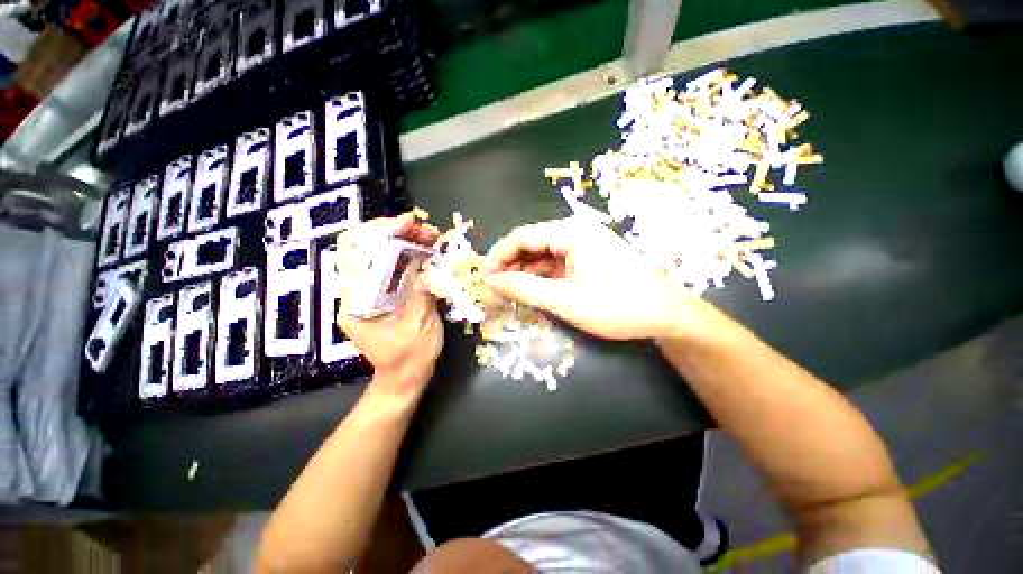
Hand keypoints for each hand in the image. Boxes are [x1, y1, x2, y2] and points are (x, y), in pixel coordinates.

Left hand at [336, 213, 443, 393]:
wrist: (404, 378)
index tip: (408, 223)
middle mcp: (358, 293)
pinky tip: (428, 251)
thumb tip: (428, 269)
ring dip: (406, 240)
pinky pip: (395, 265)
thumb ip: (422, 297)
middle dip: (397, 232)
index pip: (357, 254)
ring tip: (431, 237)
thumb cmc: (409, 360)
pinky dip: (411, 253)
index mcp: (357, 304)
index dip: (381, 232)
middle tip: (426, 231)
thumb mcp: (419, 329)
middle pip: (367, 247)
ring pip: (382, 253)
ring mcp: (371, 292)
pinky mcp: (385, 293)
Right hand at [482, 218, 711, 340]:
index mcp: (570, 232)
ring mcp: (586, 245)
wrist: (667, 315)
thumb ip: (524, 289)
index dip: (499, 255)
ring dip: (527, 271)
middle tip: (497, 287)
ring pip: (545, 254)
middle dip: (512, 264)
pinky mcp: (591, 259)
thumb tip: (490, 282)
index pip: (522, 236)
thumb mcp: (563, 300)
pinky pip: (559, 263)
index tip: (485, 277)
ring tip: (513, 291)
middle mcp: (576, 232)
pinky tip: (536, 290)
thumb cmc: (615, 305)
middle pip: (533, 243)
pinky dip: (544, 276)